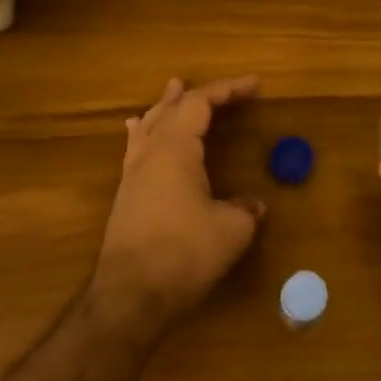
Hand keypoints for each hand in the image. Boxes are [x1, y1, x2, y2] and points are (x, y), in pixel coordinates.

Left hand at [91, 76, 265, 341]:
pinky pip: (136, 150)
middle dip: (195, 95)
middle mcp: (149, 155)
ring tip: (171, 93)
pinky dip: (146, 133)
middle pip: (170, 110)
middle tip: (218, 89)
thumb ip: (245, 209)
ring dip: (166, 108)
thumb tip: (253, 204)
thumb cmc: (185, 254)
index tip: (254, 85)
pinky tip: (138, 135)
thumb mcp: (232, 229)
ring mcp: (133, 177)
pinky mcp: (126, 199)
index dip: (228, 90)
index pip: (200, 104)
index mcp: (175, 150)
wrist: (132, 296)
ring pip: (149, 128)